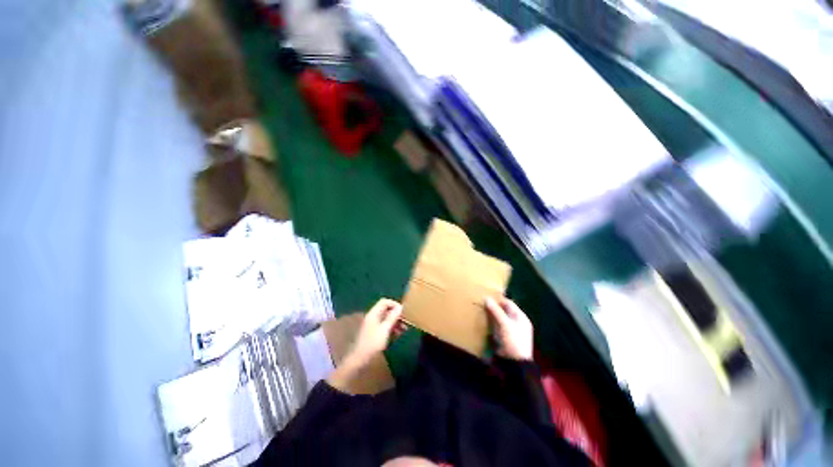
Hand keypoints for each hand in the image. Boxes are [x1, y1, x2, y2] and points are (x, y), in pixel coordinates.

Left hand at [348, 298, 405, 364]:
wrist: (360, 360)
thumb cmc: (373, 343)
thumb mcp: (385, 329)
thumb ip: (393, 317)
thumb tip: (400, 307)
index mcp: (373, 314)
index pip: (385, 302)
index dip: (394, 304)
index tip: (403, 312)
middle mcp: (373, 317)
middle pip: (386, 310)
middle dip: (396, 314)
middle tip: (406, 321)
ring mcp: (373, 325)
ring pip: (387, 319)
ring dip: (396, 322)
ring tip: (404, 329)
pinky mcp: (374, 333)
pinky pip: (385, 326)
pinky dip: (392, 328)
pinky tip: (398, 334)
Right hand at [485, 297, 533, 360]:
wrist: (514, 364)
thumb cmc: (513, 340)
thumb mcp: (504, 324)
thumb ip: (496, 310)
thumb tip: (486, 298)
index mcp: (521, 317)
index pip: (509, 303)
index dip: (498, 299)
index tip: (486, 296)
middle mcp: (517, 323)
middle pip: (504, 311)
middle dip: (493, 307)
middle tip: (481, 302)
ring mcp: (510, 331)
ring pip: (499, 319)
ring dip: (491, 315)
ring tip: (480, 310)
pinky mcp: (504, 338)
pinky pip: (496, 327)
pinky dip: (490, 324)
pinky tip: (483, 322)